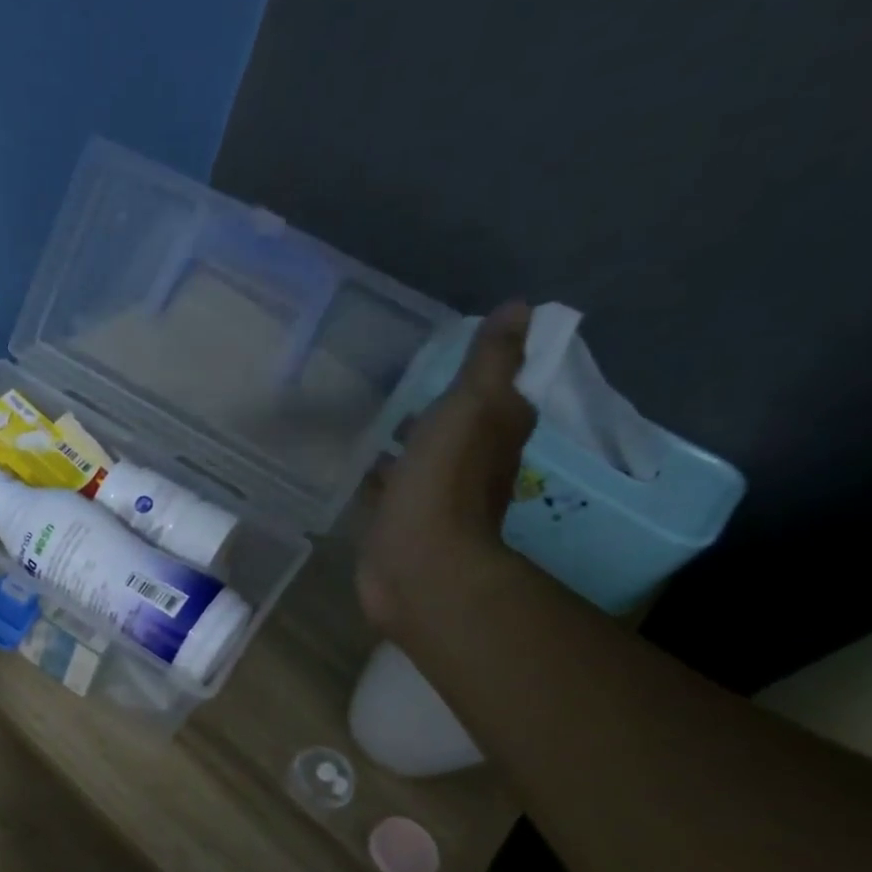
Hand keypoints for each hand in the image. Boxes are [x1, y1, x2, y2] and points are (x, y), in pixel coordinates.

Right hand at [356, 301, 537, 636]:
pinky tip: (351, 464)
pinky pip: (388, 489)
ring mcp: (432, 497)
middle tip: (394, 382)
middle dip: (432, 408)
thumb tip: (520, 307)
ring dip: (402, 442)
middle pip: (455, 427)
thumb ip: (490, 361)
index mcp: (496, 432)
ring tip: (365, 416)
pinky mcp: (398, 522)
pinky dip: (376, 475)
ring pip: (418, 458)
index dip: (479, 374)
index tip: (444, 353)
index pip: (497, 394)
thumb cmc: (445, 482)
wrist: (417, 564)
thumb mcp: (471, 407)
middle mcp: (472, 465)